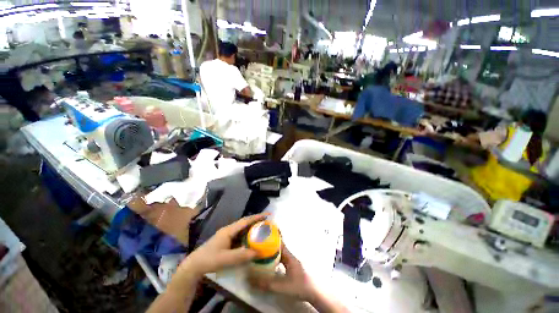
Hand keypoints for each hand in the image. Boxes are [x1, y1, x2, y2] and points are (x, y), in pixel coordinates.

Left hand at [179, 213, 268, 277]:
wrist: (194, 266)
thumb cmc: (209, 260)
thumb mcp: (225, 258)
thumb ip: (241, 255)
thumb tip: (258, 252)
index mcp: (229, 230)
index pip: (246, 220)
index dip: (257, 217)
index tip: (268, 214)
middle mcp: (230, 230)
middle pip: (246, 223)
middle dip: (257, 221)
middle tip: (268, 223)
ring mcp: (228, 236)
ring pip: (243, 230)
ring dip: (253, 229)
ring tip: (263, 231)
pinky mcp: (227, 242)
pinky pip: (241, 237)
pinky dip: (248, 237)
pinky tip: (253, 242)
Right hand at [250, 244, 316, 301]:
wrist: (314, 291)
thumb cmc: (299, 285)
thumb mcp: (282, 286)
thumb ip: (267, 284)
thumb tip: (251, 280)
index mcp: (289, 256)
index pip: (279, 243)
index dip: (271, 240)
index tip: (262, 238)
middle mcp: (290, 256)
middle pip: (278, 248)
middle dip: (269, 247)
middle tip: (258, 248)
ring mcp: (291, 262)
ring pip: (280, 254)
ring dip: (272, 254)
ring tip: (262, 255)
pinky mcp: (292, 268)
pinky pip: (281, 260)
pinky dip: (275, 260)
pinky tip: (270, 265)